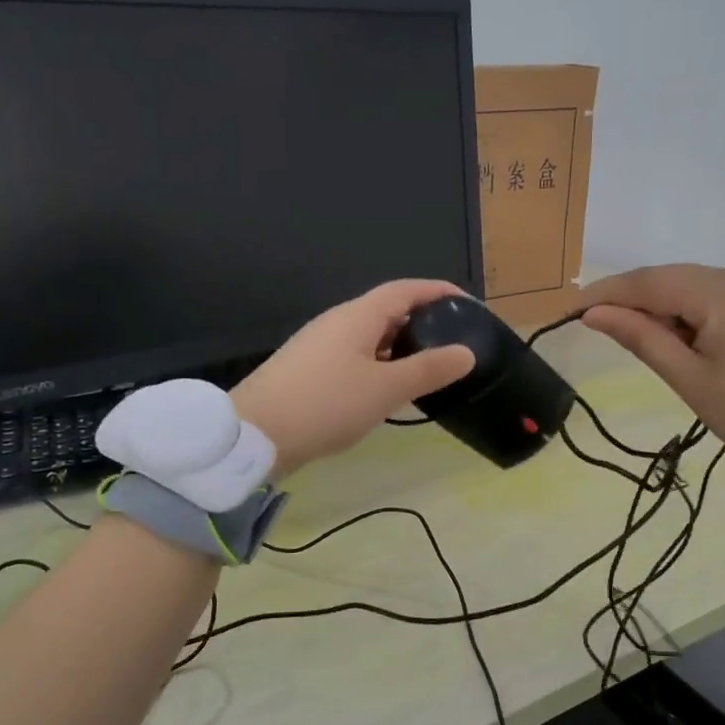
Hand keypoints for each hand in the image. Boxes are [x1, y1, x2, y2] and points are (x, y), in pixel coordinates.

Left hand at [231, 280, 476, 476]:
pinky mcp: (310, 370)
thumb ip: (428, 369)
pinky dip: (380, 364)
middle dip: (422, 320)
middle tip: (454, 341)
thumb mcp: (385, 389)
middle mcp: (338, 322)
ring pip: (371, 336)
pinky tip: (389, 389)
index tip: (469, 304)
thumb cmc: (326, 404)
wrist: (255, 434)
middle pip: (387, 310)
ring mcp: (320, 345)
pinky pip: (355, 356)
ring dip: (401, 346)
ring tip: (429, 367)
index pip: (406, 289)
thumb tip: (466, 353)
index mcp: (358, 316)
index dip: (438, 292)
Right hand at [580, 265, 724, 483]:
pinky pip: (721, 295)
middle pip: (674, 278)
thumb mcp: (687, 378)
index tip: (574, 308)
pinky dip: (694, 310)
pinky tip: (685, 337)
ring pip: (697, 285)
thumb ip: (640, 337)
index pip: (652, 281)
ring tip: (648, 341)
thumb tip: (593, 313)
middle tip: (602, 326)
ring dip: (665, 306)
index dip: (609, 292)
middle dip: (636, 300)